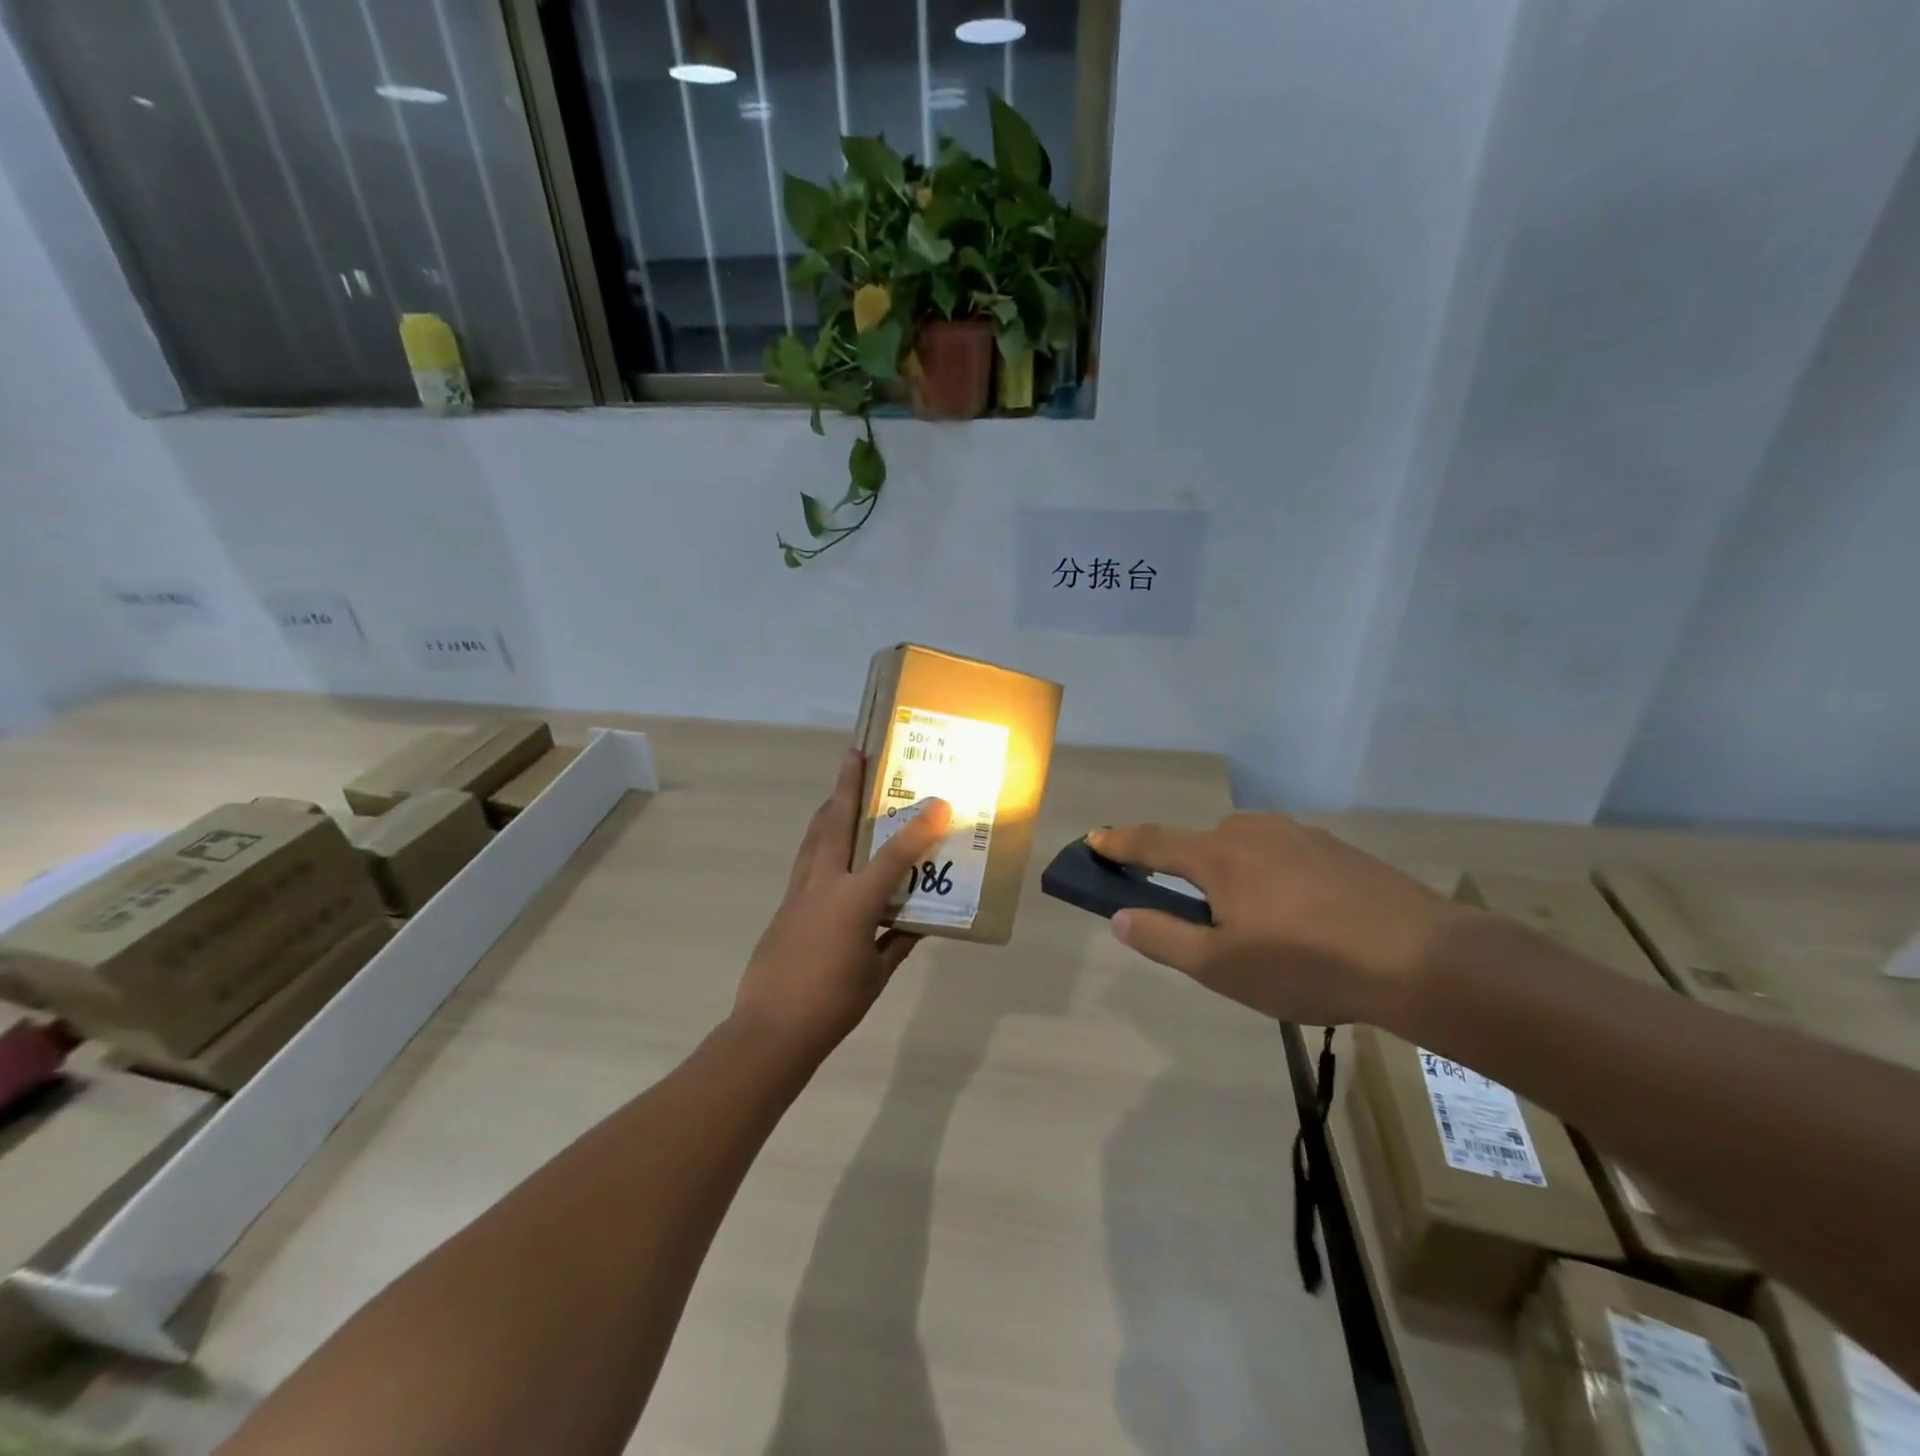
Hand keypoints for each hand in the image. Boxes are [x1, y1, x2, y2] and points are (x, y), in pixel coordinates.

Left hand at [734, 749, 952, 1058]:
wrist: (770, 1030)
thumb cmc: (832, 1005)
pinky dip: (819, 841)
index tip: (938, 801)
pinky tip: (827, 845)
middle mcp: (824, 885)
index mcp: (854, 902)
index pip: (894, 855)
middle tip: (853, 755)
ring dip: (828, 808)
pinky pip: (805, 860)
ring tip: (839, 788)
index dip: (918, 827)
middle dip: (846, 786)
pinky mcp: (785, 905)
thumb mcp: (876, 975)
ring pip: (814, 837)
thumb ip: (897, 942)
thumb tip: (918, 922)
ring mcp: (799, 892)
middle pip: (836, 823)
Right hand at [1087, 814, 1470, 1026]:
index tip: (1094, 839)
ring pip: (1246, 849)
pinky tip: (1304, 918)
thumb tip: (1120, 917)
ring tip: (1257, 926)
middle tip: (1199, 919)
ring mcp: (1299, 835)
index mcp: (1218, 856)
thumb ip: (1163, 939)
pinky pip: (1285, 856)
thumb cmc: (1306, 965)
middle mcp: (1253, 832)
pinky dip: (1273, 878)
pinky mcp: (1337, 849)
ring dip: (1233, 875)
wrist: (1422, 958)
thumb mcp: (1221, 967)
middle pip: (1201, 845)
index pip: (1152, 842)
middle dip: (1186, 871)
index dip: (1119, 843)